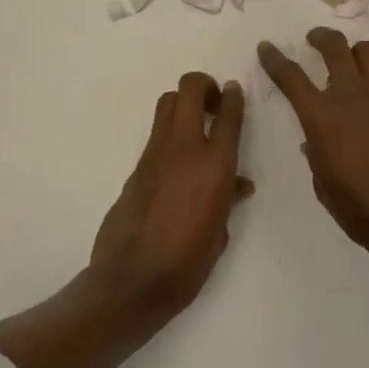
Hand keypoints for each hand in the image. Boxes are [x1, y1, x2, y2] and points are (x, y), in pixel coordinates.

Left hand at [89, 72, 252, 323]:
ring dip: (183, 103)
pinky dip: (170, 134)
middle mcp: (185, 148)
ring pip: (167, 103)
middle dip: (203, 85)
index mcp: (215, 166)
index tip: (234, 92)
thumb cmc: (187, 264)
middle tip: (213, 102)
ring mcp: (156, 154)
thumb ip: (228, 200)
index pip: (229, 114)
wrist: (132, 282)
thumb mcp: (220, 233)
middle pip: (189, 89)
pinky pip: (156, 135)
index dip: (233, 96)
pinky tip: (177, 161)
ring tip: (195, 123)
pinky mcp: (136, 167)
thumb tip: (237, 186)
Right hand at [258, 29, 368, 253]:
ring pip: (367, 54)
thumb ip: (316, 151)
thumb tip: (316, 139)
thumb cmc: (357, 207)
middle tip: (314, 39)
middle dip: (320, 37)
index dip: (275, 59)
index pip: (291, 76)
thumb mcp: (322, 180)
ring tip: (348, 62)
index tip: (267, 47)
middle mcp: (351, 97)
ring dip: (353, 52)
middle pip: (335, 46)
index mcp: (322, 116)